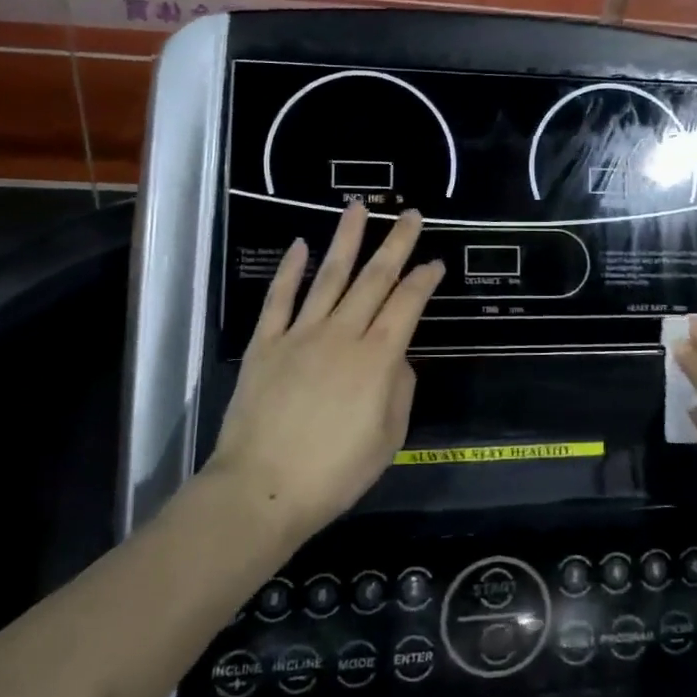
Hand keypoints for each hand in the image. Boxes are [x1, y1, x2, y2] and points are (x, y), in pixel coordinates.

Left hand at [204, 203, 444, 540]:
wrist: (261, 489)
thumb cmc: (334, 473)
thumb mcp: (389, 439)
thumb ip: (399, 390)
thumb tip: (397, 357)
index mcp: (377, 358)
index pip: (407, 305)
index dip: (424, 279)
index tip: (435, 261)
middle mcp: (342, 334)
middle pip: (374, 279)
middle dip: (395, 244)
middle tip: (409, 214)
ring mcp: (300, 334)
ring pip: (329, 276)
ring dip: (346, 239)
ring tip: (357, 207)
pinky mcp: (265, 343)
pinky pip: (279, 298)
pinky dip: (290, 270)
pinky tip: (300, 245)